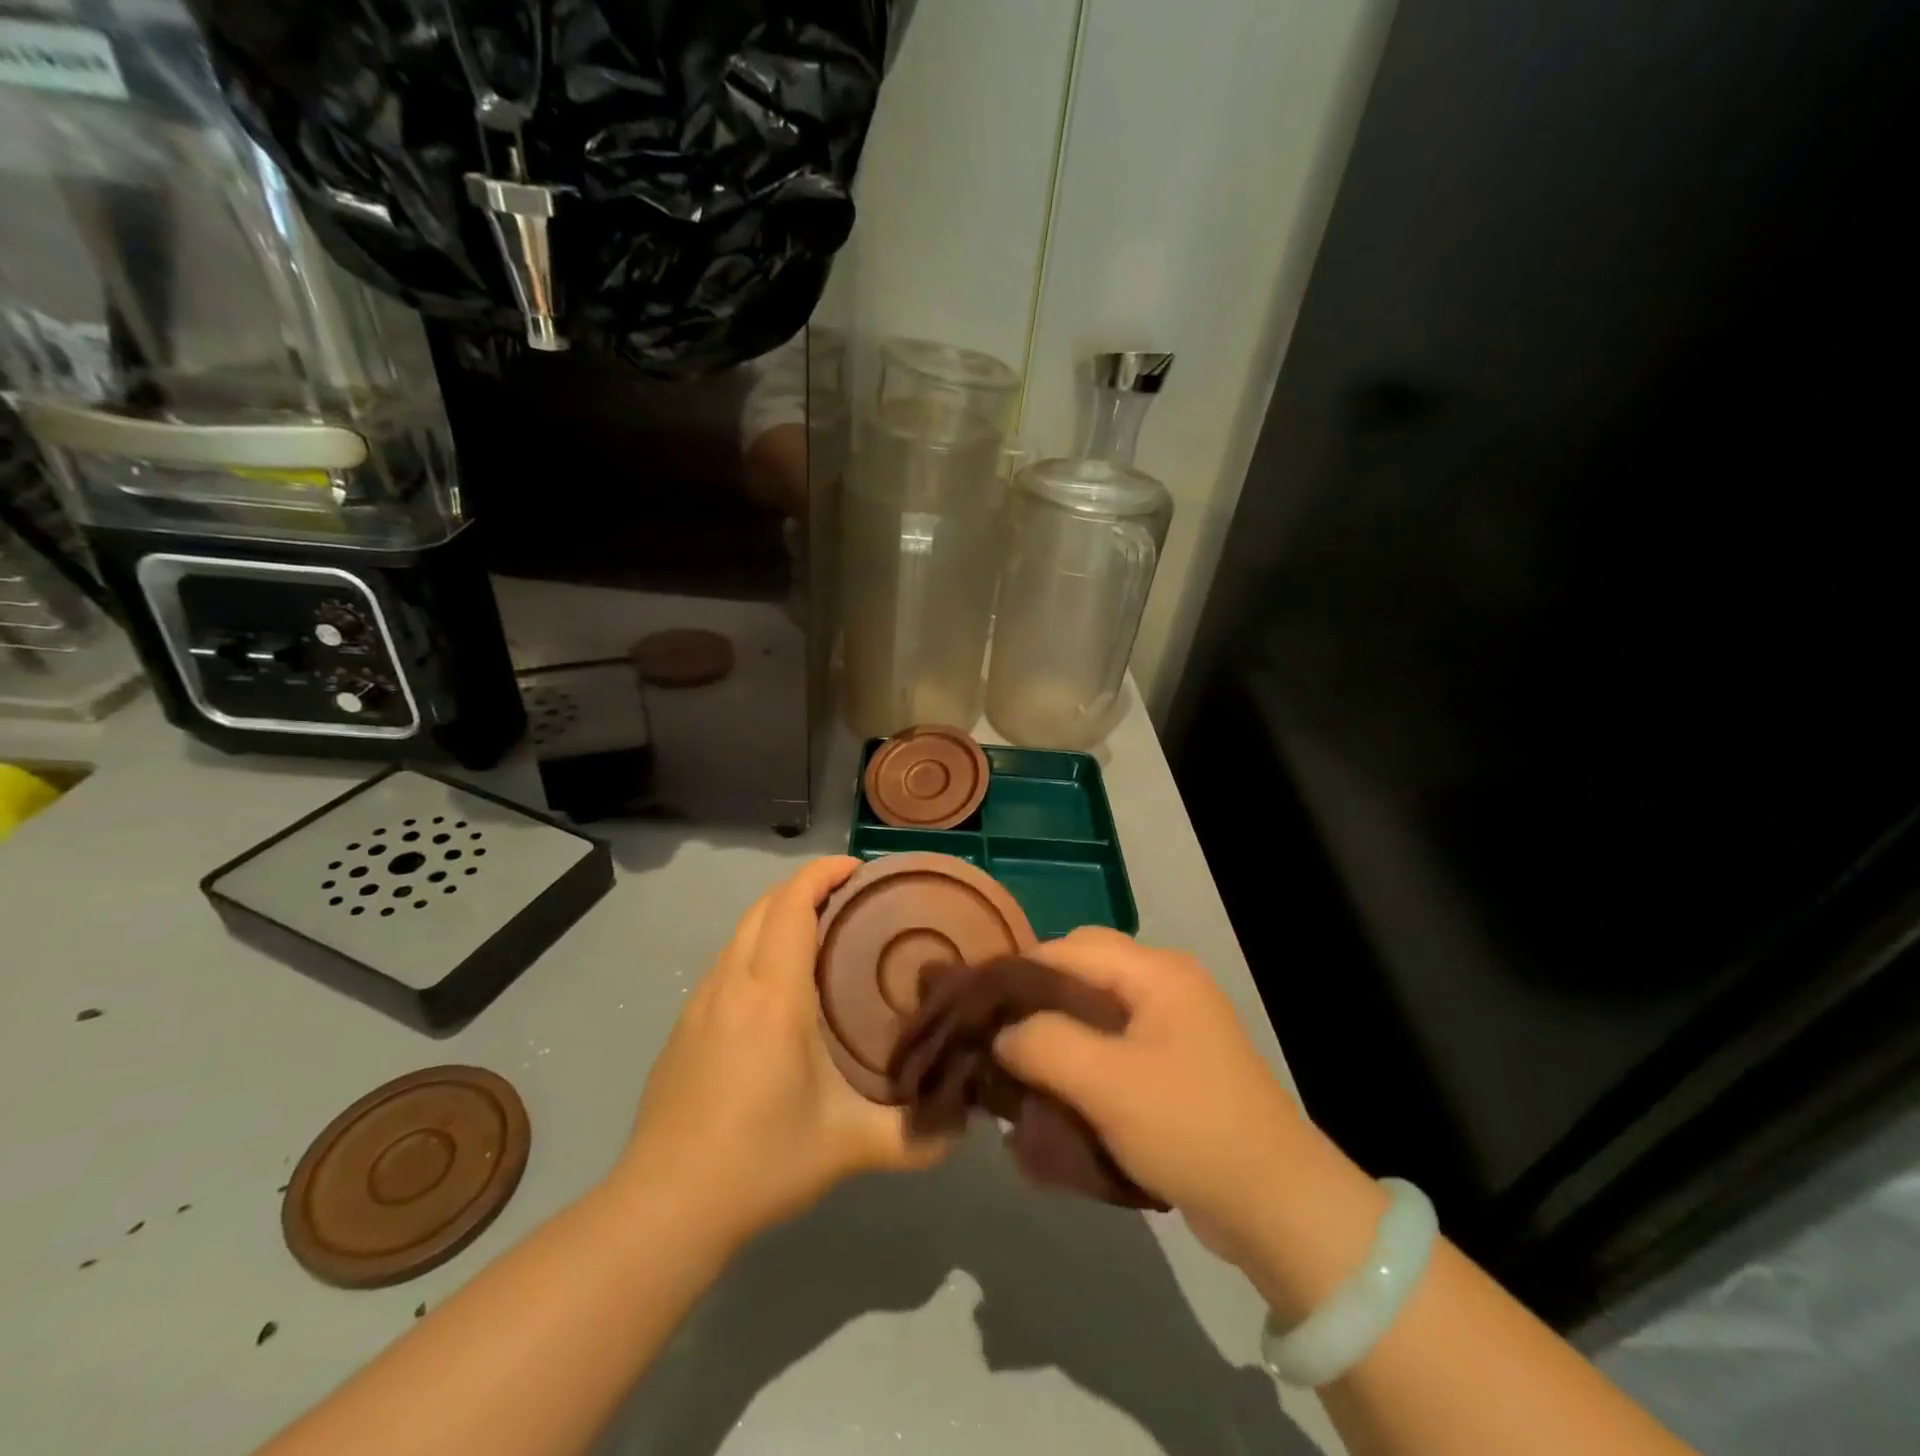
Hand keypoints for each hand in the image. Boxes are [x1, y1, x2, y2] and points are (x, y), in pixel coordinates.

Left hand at [609, 857, 945, 1252]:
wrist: (662, 1208)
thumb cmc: (758, 1162)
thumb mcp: (847, 1147)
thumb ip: (913, 1135)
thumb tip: (962, 1126)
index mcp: (773, 994)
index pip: (792, 904)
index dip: (823, 873)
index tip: (860, 868)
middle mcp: (733, 983)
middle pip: (765, 905)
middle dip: (806, 886)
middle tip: (853, 898)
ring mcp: (701, 1003)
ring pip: (741, 931)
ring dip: (779, 914)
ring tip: (822, 934)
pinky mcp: (684, 1026)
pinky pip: (727, 961)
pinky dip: (757, 946)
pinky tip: (779, 986)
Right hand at [992, 927, 1310, 1259]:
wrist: (1277, 1207)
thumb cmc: (1190, 1128)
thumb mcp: (1106, 1083)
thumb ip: (1043, 1044)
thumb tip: (1002, 1034)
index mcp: (1157, 971)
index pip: (1070, 947)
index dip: (1020, 972)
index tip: (976, 1007)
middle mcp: (1166, 985)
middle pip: (1081, 974)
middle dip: (1036, 1003)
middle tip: (998, 1039)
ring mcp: (1173, 1026)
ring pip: (1094, 1012)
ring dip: (1056, 1036)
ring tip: (1017, 1069)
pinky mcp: (1174, 1066)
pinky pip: (1113, 1047)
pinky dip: (1081, 1063)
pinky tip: (1054, 1092)